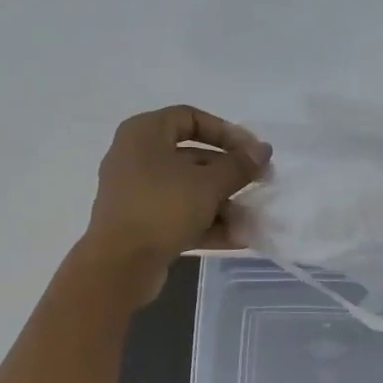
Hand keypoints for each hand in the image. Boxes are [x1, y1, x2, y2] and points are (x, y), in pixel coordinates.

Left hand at [81, 106, 270, 301]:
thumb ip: (239, 166)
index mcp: (145, 133)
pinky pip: (179, 217)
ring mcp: (137, 194)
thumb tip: (263, 150)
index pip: (190, 118)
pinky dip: (205, 224)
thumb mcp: (208, 184)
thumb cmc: (162, 208)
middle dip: (229, 175)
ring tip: (251, 220)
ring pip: (187, 191)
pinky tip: (236, 239)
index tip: (252, 151)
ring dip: (222, 205)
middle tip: (259, 186)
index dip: (226, 132)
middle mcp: (137, 158)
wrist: (119, 264)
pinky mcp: (141, 225)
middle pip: (192, 158)